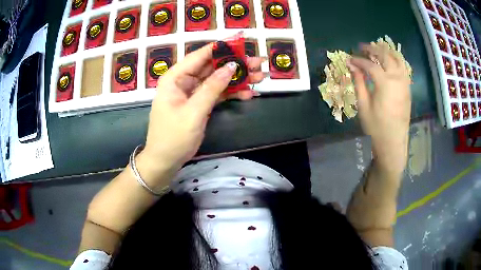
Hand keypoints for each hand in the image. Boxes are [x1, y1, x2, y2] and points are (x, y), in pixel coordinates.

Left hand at [137, 43, 264, 186]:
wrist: (165, 161)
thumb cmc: (173, 137)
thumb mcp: (193, 112)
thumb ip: (212, 88)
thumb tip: (232, 66)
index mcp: (175, 77)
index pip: (200, 55)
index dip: (222, 46)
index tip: (242, 39)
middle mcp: (183, 80)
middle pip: (212, 66)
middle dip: (236, 64)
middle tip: (259, 62)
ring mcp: (192, 92)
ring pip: (218, 79)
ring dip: (238, 79)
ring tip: (261, 77)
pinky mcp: (199, 103)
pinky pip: (218, 93)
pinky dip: (232, 93)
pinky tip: (249, 94)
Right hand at [347, 43, 410, 174]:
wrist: (393, 142)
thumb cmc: (376, 127)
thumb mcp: (364, 106)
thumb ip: (359, 83)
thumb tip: (352, 66)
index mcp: (385, 84)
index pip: (370, 65)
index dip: (358, 60)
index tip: (349, 58)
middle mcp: (397, 79)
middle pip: (385, 56)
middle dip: (373, 49)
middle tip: (362, 48)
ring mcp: (404, 83)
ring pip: (398, 59)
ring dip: (387, 51)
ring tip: (377, 49)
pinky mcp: (408, 88)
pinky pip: (404, 68)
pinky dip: (396, 60)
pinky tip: (390, 61)